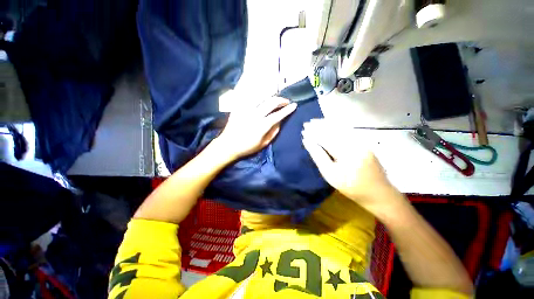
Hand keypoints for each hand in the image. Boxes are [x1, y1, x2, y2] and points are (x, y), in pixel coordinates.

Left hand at [215, 97, 296, 159]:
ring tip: (275, 99)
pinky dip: (258, 96)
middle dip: (281, 100)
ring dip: (271, 96)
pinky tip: (262, 98)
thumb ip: (273, 132)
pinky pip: (250, 98)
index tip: (294, 106)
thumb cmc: (247, 147)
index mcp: (261, 126)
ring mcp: (246, 110)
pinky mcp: (239, 108)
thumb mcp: (264, 144)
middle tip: (286, 102)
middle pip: (270, 102)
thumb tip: (280, 121)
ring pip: (261, 97)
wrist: (228, 145)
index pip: (278, 115)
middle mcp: (254, 115)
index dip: (287, 110)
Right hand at [301, 119, 401, 214]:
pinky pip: (348, 131)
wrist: (378, 193)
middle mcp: (355, 142)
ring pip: (341, 129)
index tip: (303, 130)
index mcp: (346, 152)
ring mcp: (361, 141)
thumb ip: (319, 156)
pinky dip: (337, 126)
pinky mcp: (364, 143)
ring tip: (315, 121)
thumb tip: (308, 142)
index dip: (314, 134)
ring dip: (327, 124)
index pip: (326, 138)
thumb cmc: (351, 187)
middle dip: (319, 126)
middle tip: (307, 123)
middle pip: (333, 131)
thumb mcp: (330, 175)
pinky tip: (330, 124)